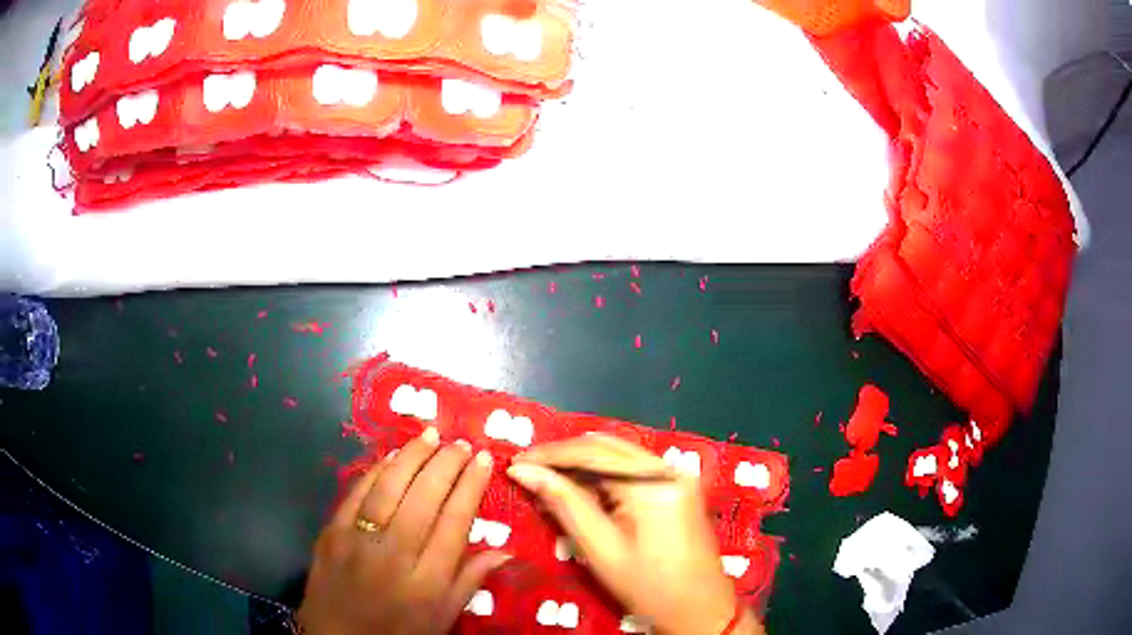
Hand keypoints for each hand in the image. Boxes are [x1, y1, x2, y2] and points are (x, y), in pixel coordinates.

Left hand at [297, 427, 508, 634]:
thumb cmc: (398, 632)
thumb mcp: (442, 618)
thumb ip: (470, 582)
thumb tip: (504, 550)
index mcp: (428, 580)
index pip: (455, 521)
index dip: (471, 486)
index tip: (484, 460)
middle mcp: (395, 554)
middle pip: (424, 498)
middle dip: (446, 464)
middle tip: (461, 443)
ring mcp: (358, 539)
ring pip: (389, 487)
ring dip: (412, 457)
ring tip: (431, 435)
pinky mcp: (331, 531)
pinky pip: (356, 493)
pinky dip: (375, 470)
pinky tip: (392, 456)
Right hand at [507, 434, 764, 634]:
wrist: (700, 609)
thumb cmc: (649, 587)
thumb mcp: (601, 549)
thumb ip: (564, 504)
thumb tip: (525, 471)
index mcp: (653, 483)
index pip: (591, 454)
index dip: (549, 455)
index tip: (515, 463)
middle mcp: (668, 468)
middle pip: (606, 448)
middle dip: (563, 456)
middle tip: (526, 470)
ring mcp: (676, 476)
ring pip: (618, 456)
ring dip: (581, 464)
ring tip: (545, 477)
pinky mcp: (677, 487)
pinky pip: (632, 470)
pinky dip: (602, 475)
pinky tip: (579, 488)